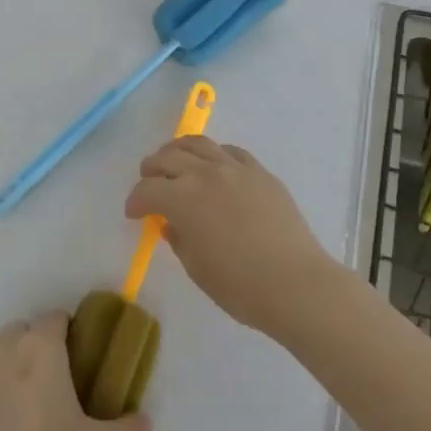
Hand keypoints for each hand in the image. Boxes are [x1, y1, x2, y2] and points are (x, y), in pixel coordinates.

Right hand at [125, 136, 334, 335]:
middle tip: (149, 183)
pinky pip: (230, 152)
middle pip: (167, 158)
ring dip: (178, 151)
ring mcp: (235, 168)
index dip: (135, 201)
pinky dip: (214, 155)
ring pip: (198, 144)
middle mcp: (205, 173)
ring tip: (175, 162)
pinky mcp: (260, 172)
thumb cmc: (239, 286)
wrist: (295, 284)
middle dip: (152, 170)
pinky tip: (214, 167)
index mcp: (182, 198)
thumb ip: (178, 238)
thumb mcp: (196, 267)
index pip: (147, 190)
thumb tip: (172, 224)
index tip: (134, 213)